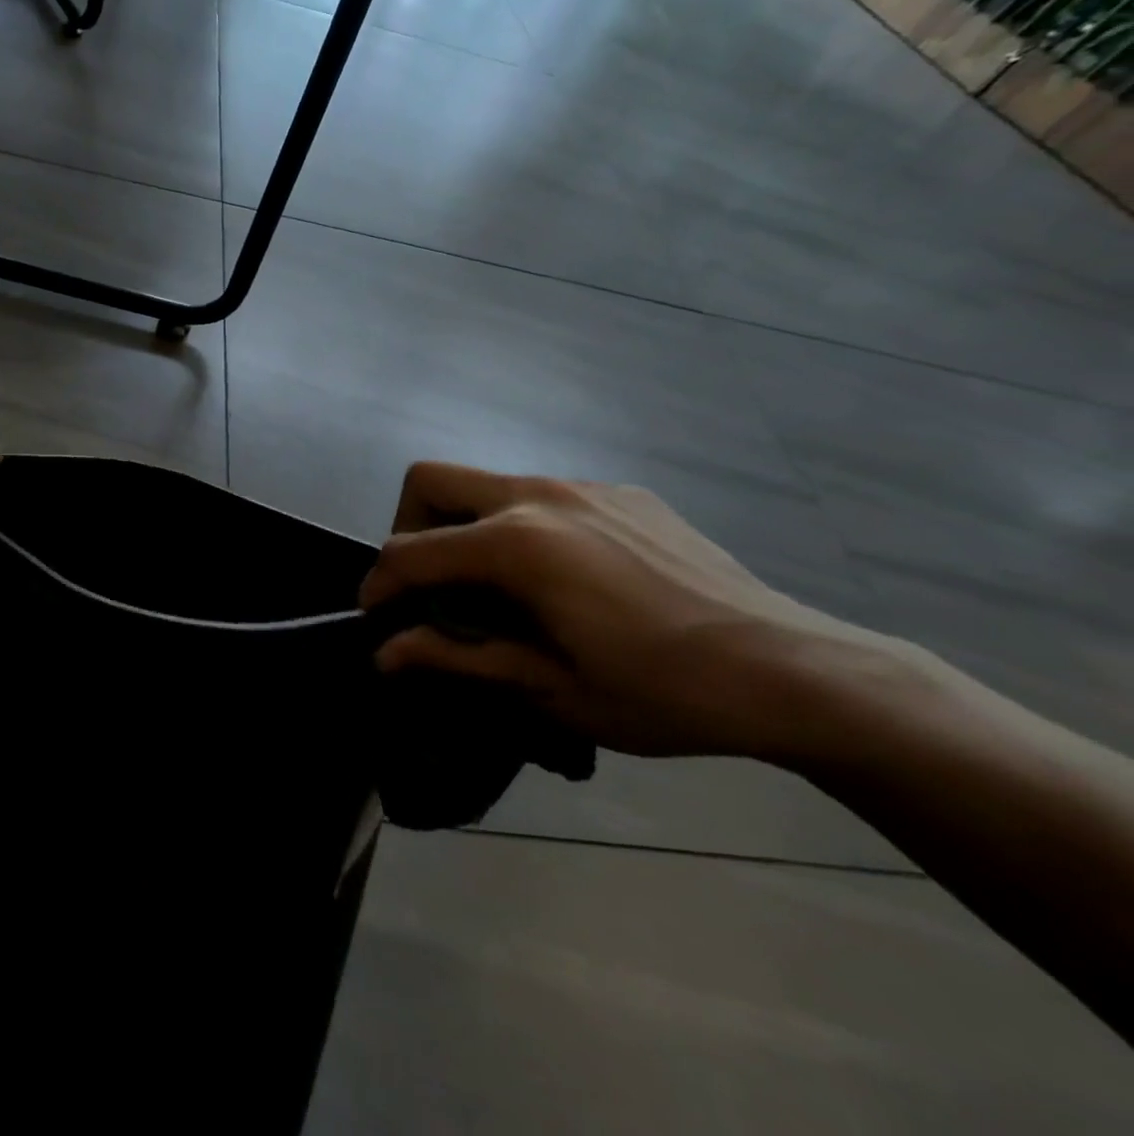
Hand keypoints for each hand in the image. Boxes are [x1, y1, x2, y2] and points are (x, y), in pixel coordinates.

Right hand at [358, 462, 898, 760]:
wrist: (796, 671)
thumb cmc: (662, 693)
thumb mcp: (549, 689)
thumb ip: (456, 658)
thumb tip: (384, 653)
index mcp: (515, 545)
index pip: (411, 551)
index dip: (380, 585)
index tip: (377, 619)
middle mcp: (538, 497)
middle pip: (430, 481)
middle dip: (408, 528)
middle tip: (430, 584)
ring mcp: (583, 487)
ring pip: (487, 485)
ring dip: (467, 527)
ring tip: (499, 589)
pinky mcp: (621, 493)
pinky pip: (544, 497)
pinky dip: (523, 528)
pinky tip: (568, 579)